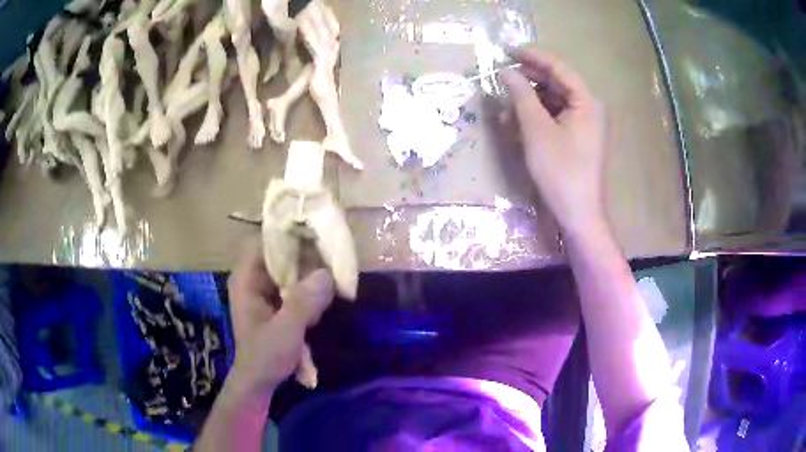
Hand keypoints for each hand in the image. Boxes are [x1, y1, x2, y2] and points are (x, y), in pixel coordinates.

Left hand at [226, 240, 334, 397]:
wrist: (259, 381)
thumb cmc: (265, 356)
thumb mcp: (285, 331)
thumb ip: (304, 303)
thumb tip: (326, 274)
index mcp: (247, 279)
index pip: (264, 242)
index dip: (288, 234)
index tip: (316, 234)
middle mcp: (254, 278)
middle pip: (280, 253)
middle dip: (306, 254)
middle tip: (333, 256)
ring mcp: (265, 290)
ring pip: (290, 268)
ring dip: (311, 270)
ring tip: (334, 273)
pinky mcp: (277, 302)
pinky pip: (295, 283)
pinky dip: (310, 285)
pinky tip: (327, 291)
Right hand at [500, 46, 607, 237]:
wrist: (579, 215)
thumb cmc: (560, 171)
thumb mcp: (536, 130)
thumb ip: (521, 95)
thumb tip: (506, 71)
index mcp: (586, 101)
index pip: (559, 67)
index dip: (533, 55)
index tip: (507, 50)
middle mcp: (589, 108)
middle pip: (557, 82)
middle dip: (529, 79)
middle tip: (502, 76)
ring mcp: (584, 124)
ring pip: (554, 101)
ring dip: (529, 100)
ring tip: (506, 106)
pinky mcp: (578, 138)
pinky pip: (556, 118)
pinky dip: (537, 117)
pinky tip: (518, 124)